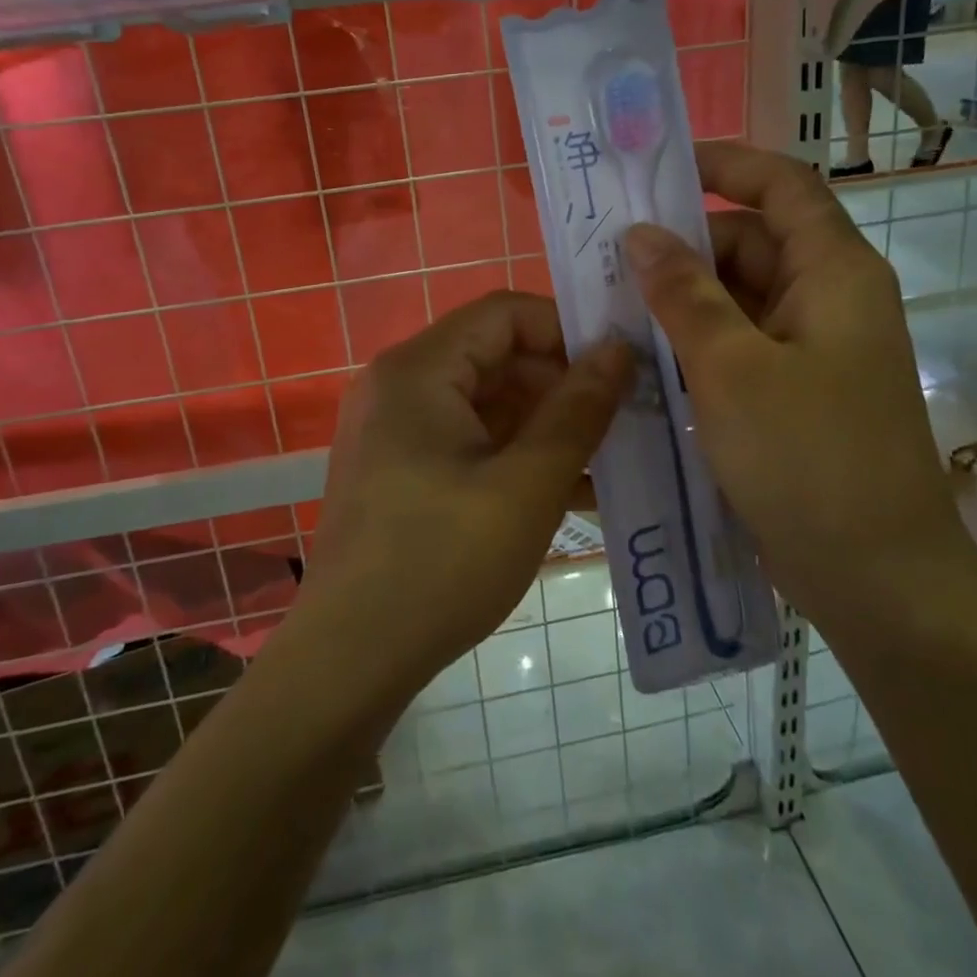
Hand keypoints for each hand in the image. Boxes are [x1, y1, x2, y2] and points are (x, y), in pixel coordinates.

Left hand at [302, 291, 631, 692]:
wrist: (349, 662)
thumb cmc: (441, 563)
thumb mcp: (526, 485)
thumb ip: (578, 411)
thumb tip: (619, 350)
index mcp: (418, 370)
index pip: (504, 314)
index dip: (566, 331)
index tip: (620, 368)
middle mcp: (399, 385)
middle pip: (496, 358)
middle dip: (563, 386)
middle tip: (626, 419)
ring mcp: (396, 430)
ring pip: (488, 404)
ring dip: (547, 428)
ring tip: (613, 460)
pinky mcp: (400, 469)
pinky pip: (469, 441)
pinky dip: (516, 456)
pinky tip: (572, 493)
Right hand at [623, 143, 961, 614]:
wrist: (878, 580)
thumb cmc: (810, 461)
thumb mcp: (733, 369)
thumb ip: (684, 294)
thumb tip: (641, 234)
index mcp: (834, 273)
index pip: (781, 185)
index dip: (725, 164)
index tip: (657, 170)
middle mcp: (828, 298)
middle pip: (750, 243)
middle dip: (683, 246)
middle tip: (607, 260)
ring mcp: (812, 348)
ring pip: (738, 298)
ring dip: (681, 300)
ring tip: (611, 310)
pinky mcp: (794, 390)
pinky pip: (738, 344)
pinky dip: (695, 343)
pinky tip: (644, 359)